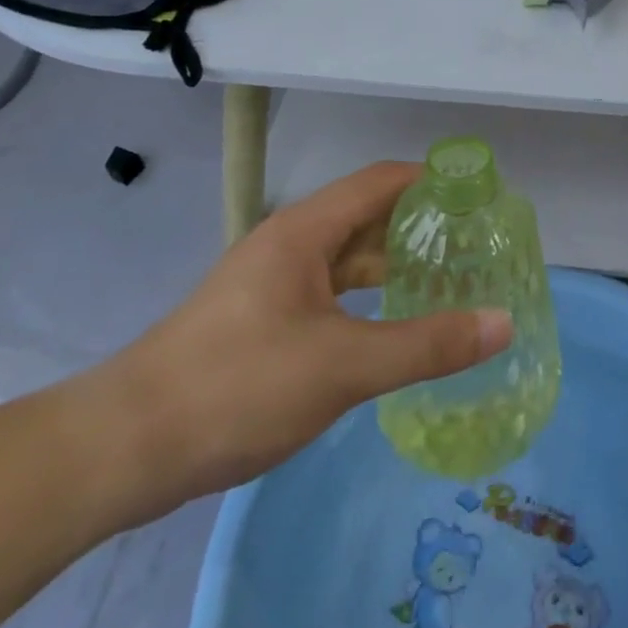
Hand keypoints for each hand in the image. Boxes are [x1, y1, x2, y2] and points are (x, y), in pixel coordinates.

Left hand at [82, 163, 512, 520]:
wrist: (125, 447)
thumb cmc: (239, 386)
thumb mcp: (343, 366)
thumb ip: (426, 345)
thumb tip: (502, 322)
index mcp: (306, 229)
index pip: (382, 180)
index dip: (432, 180)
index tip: (480, 196)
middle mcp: (290, 242)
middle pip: (367, 215)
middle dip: (421, 225)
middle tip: (475, 244)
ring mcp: (272, 281)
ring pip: (347, 256)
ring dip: (394, 263)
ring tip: (448, 280)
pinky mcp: (261, 318)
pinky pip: (329, 290)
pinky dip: (367, 296)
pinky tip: (392, 323)